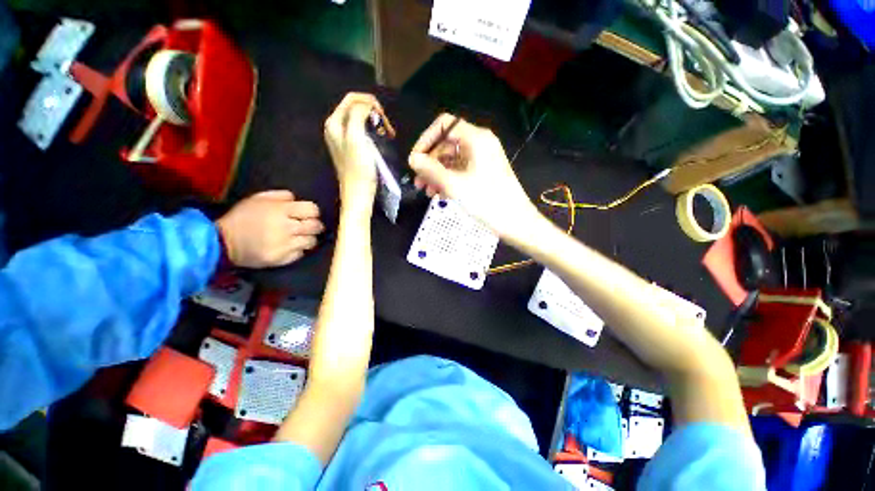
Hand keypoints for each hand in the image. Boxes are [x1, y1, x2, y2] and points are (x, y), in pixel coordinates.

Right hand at [215, 190, 323, 267]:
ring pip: (311, 241)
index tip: (307, 214)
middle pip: (316, 226)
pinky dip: (298, 250)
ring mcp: (285, 245)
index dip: (312, 211)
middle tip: (307, 226)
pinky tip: (289, 246)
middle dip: (314, 225)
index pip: (312, 210)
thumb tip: (298, 200)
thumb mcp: (258, 199)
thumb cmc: (242, 217)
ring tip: (298, 237)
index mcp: (280, 210)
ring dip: (308, 238)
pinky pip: (301, 254)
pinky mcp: (282, 259)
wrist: (222, 242)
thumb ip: (281, 196)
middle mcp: (286, 227)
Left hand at [324, 93, 387, 203]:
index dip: (369, 102)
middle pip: (356, 108)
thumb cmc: (359, 168)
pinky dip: (374, 132)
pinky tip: (382, 140)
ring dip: (376, 123)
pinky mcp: (352, 149)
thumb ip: (358, 115)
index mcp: (334, 123)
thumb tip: (367, 106)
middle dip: (374, 113)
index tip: (384, 117)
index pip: (351, 98)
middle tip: (387, 127)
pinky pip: (363, 132)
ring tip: (387, 134)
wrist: (359, 194)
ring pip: (361, 120)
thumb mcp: (357, 138)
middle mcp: (336, 128)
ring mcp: (344, 139)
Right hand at [408, 114, 537, 239]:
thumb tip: (412, 159)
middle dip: (430, 162)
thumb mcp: (454, 185)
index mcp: (476, 139)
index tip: (415, 161)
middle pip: (447, 144)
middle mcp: (480, 143)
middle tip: (418, 182)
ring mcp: (483, 158)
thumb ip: (431, 170)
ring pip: (452, 159)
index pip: (444, 125)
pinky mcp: (484, 172)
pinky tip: (440, 194)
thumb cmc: (486, 202)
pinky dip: (449, 179)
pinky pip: (461, 170)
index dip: (426, 140)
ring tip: (427, 192)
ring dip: (437, 174)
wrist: (516, 222)